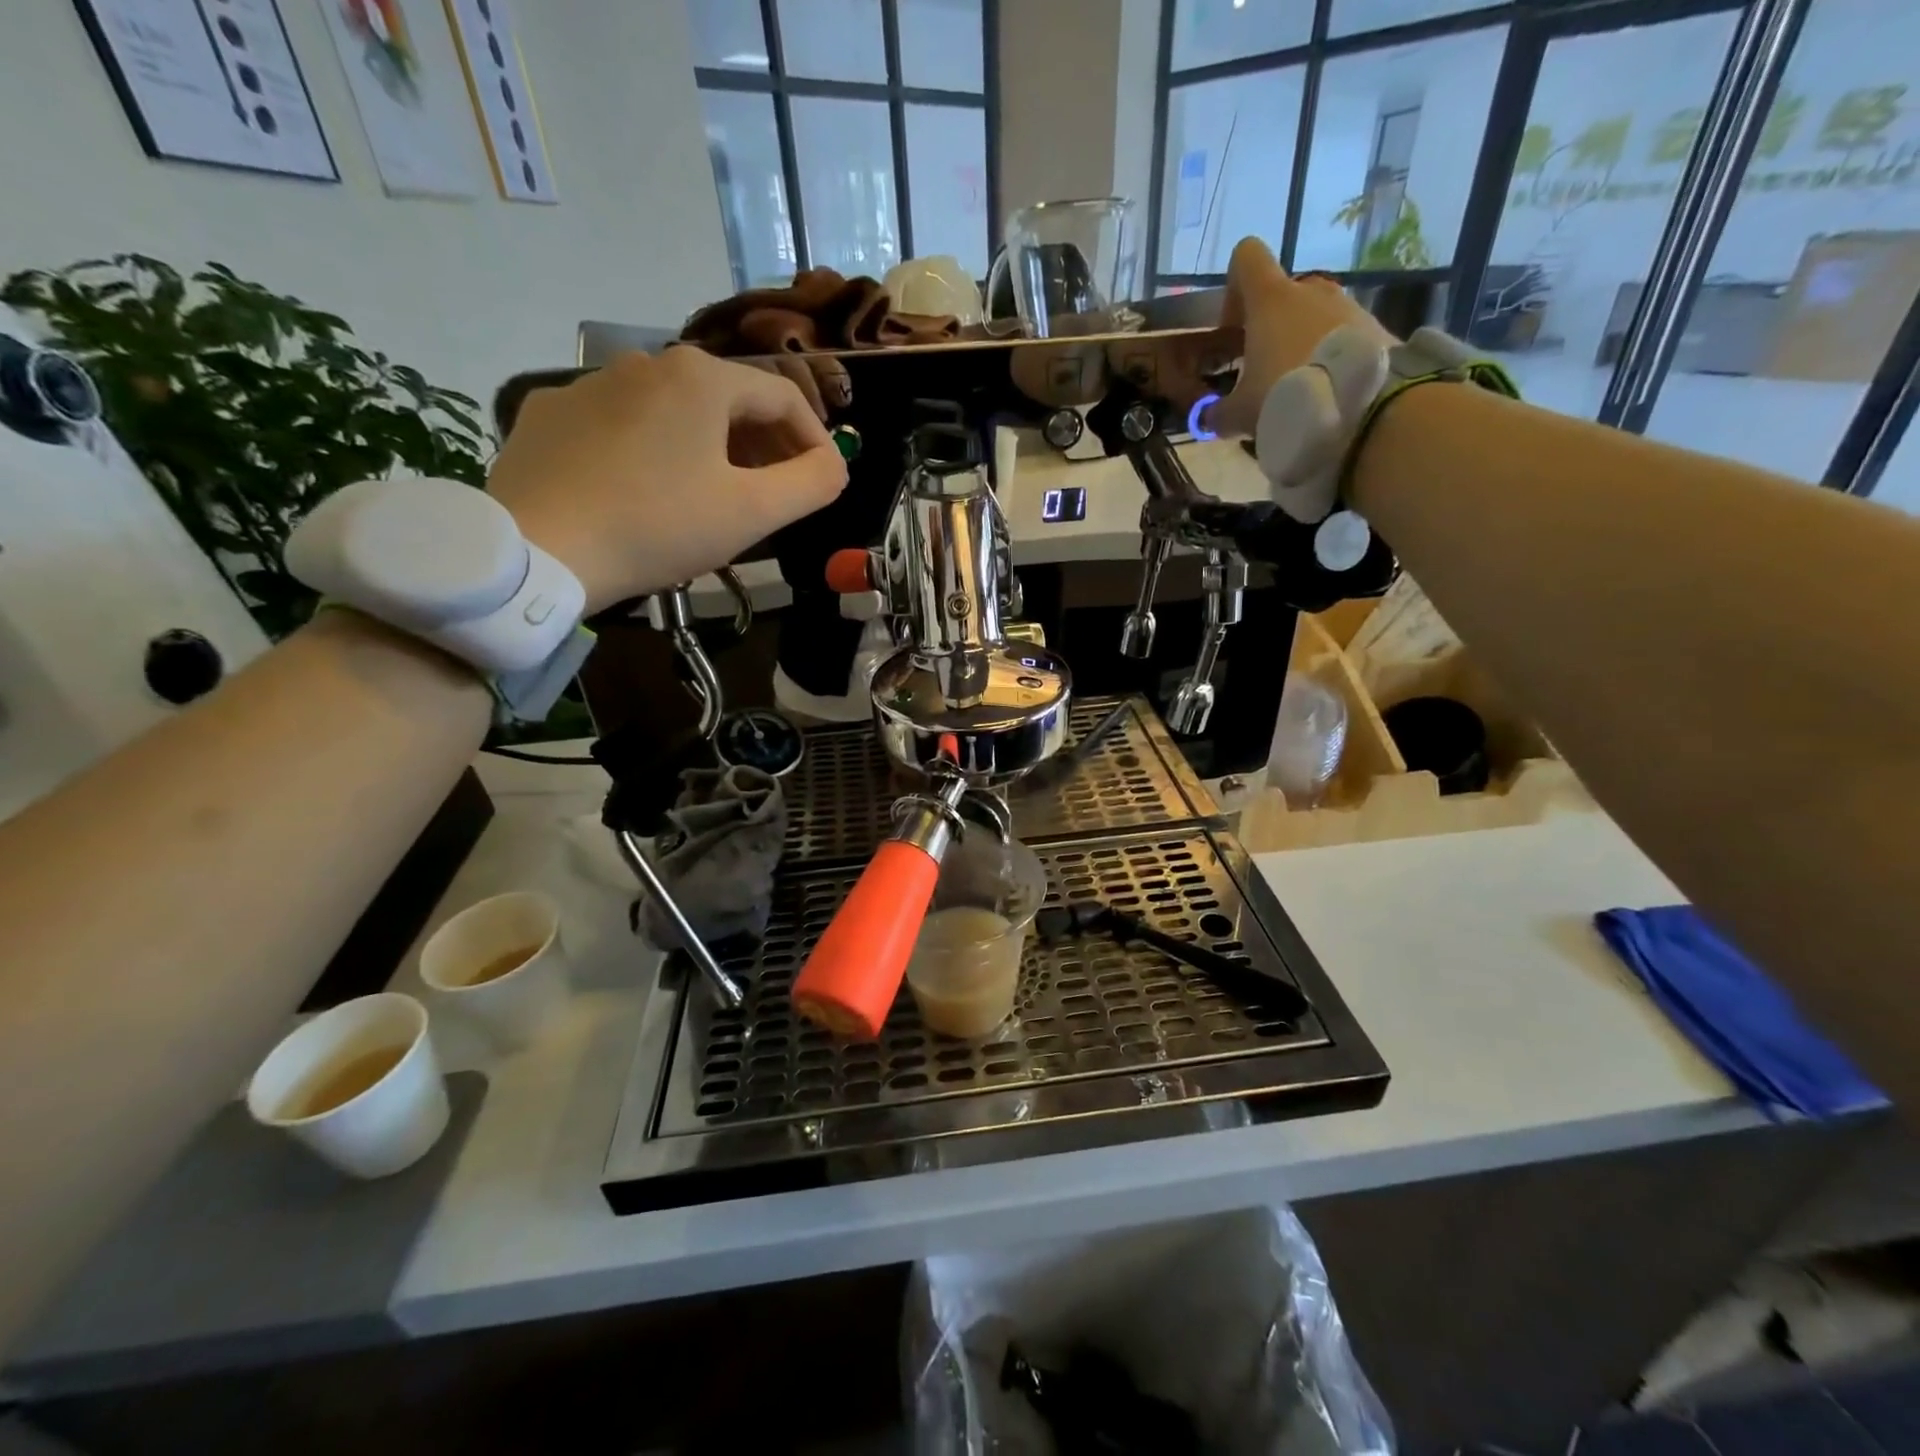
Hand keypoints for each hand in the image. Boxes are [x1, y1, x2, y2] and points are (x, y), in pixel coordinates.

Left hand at [487, 348, 846, 611]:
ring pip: (676, 412)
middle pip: (729, 401)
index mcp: (702, 378)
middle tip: (776, 493)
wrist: (539, 549)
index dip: (815, 440)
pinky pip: (624, 426)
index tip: (824, 482)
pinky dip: (654, 451)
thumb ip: (812, 484)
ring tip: (716, 496)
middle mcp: (647, 362)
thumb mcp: (753, 512)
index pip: (783, 398)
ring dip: (712, 448)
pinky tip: (649, 492)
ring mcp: (591, 384)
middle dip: (765, 445)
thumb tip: (836, 465)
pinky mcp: (552, 414)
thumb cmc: (659, 525)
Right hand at [1209, 238, 1392, 437]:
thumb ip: (1217, 413)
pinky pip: (1340, 337)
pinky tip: (1324, 395)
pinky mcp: (1374, 327)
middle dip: (1268, 328)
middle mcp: (1310, 290)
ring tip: (1296, 391)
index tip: (1232, 329)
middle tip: (1261, 372)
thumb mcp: (1239, 414)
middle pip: (1281, 294)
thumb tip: (1209, 417)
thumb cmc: (1286, 397)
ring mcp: (1346, 306)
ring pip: (1312, 317)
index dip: (1234, 288)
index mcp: (1271, 299)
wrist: (1364, 408)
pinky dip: (1328, 359)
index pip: (1247, 258)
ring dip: (1299, 345)